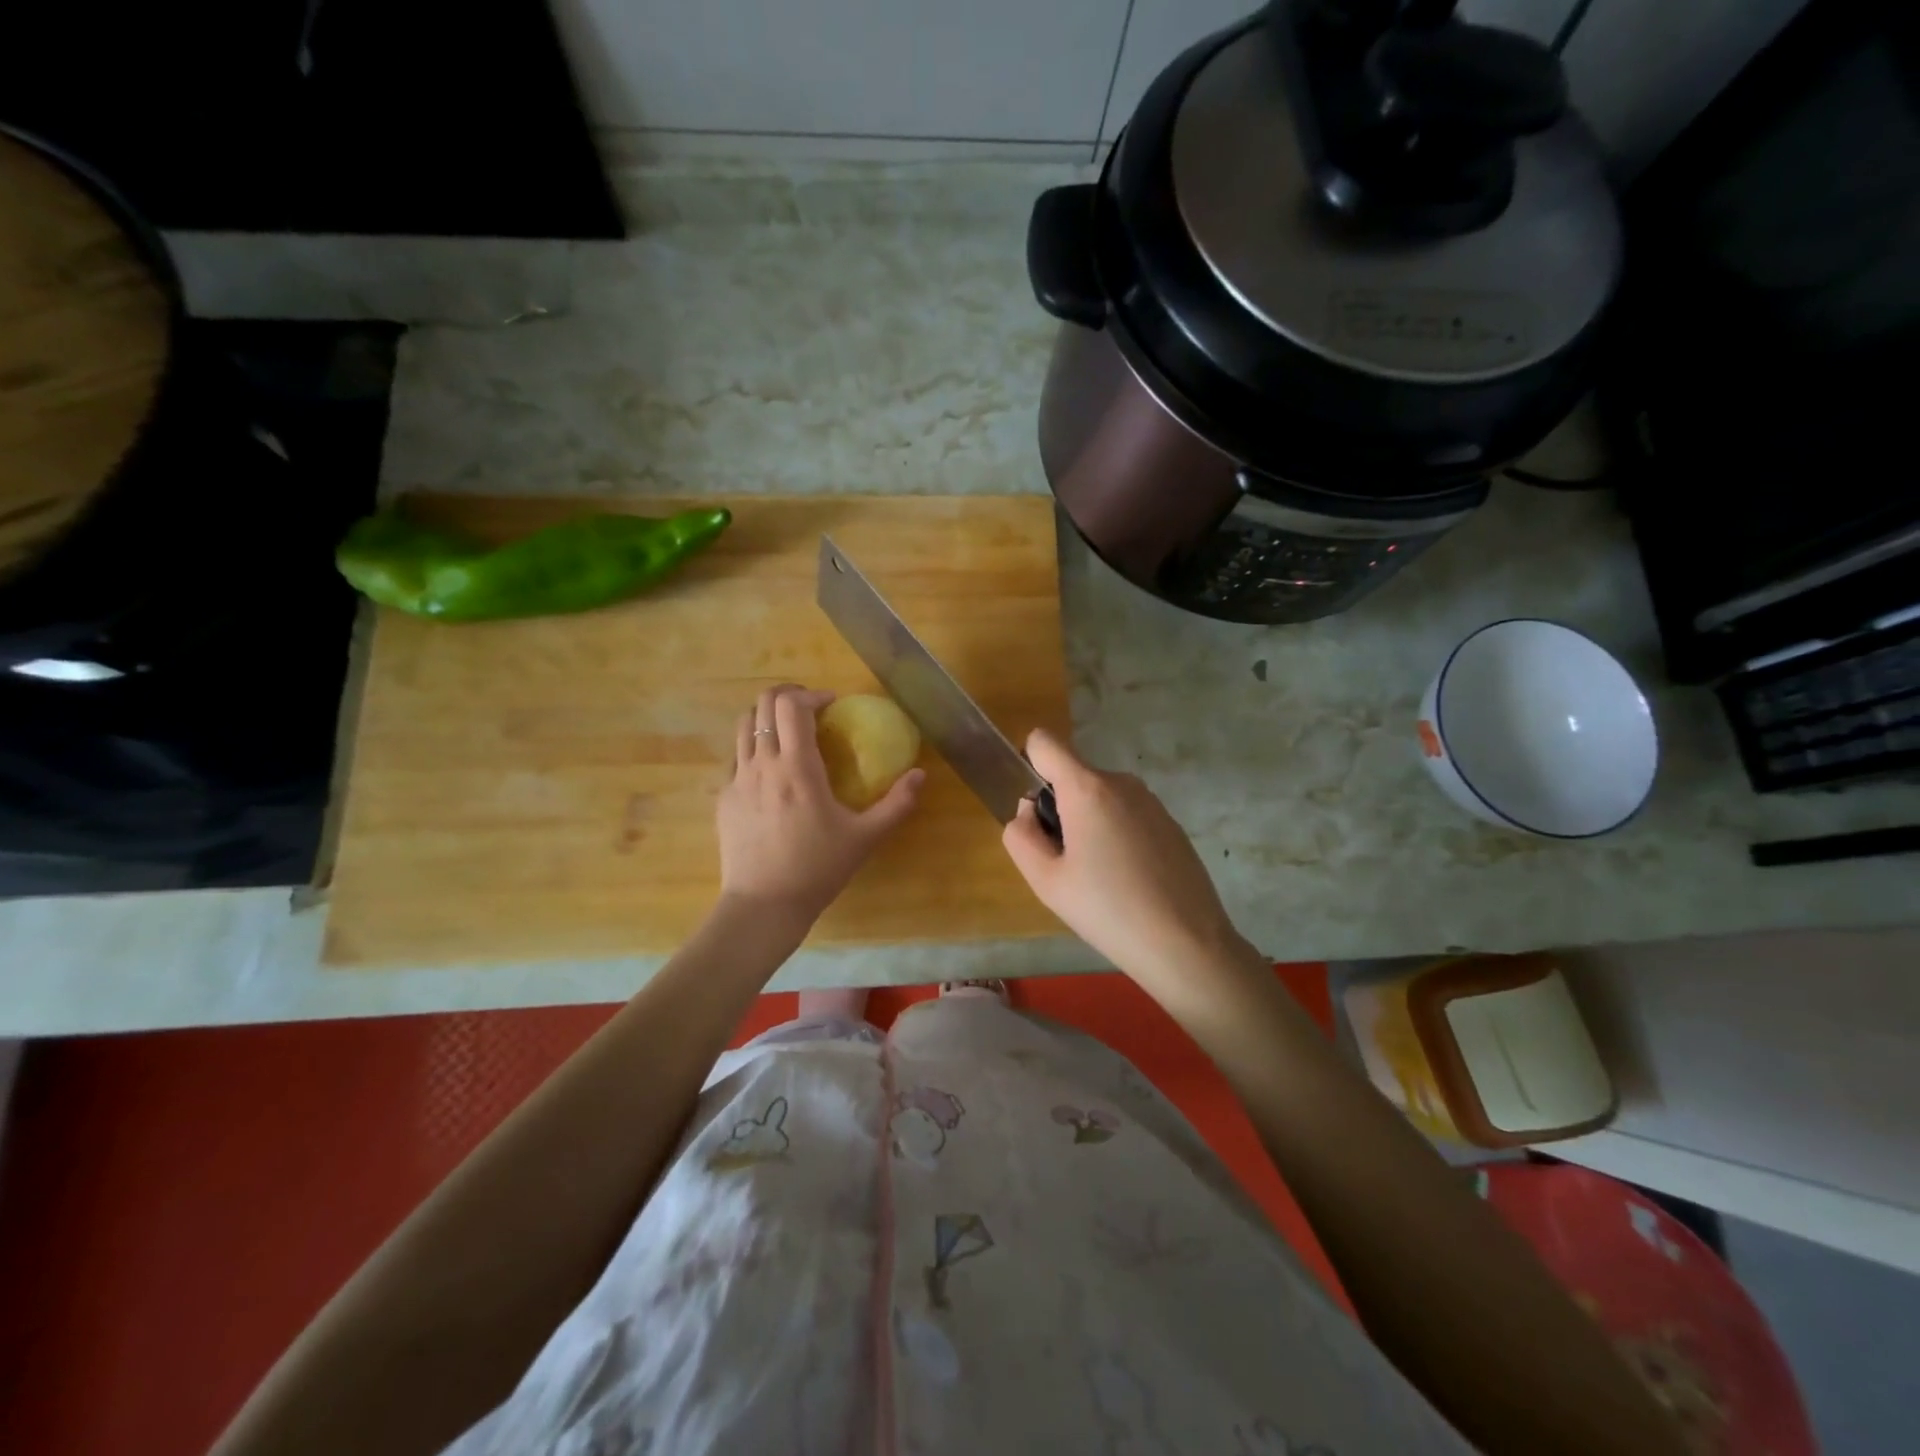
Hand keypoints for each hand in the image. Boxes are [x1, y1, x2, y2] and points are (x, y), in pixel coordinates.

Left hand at [717, 684, 924, 927]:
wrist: (763, 906)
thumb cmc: (817, 869)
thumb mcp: (865, 837)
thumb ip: (896, 804)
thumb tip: (921, 775)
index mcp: (796, 767)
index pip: (792, 705)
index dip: (812, 694)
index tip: (832, 705)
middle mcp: (762, 764)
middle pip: (762, 704)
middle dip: (787, 695)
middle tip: (811, 708)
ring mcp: (737, 780)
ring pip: (744, 725)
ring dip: (768, 718)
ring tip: (790, 732)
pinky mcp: (724, 798)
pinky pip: (736, 757)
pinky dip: (755, 747)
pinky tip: (772, 771)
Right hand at [1002, 728, 1252, 994]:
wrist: (1186, 944)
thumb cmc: (1107, 911)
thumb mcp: (1045, 881)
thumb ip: (1021, 835)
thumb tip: (1029, 811)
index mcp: (1087, 788)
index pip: (1045, 742)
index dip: (1030, 766)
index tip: (1037, 812)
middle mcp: (1121, 783)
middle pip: (1073, 777)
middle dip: (1061, 809)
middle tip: (1068, 864)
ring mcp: (1151, 802)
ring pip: (1101, 798)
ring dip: (1090, 825)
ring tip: (1100, 878)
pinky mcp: (1171, 823)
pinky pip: (1127, 815)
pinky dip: (1118, 837)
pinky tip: (1129, 881)